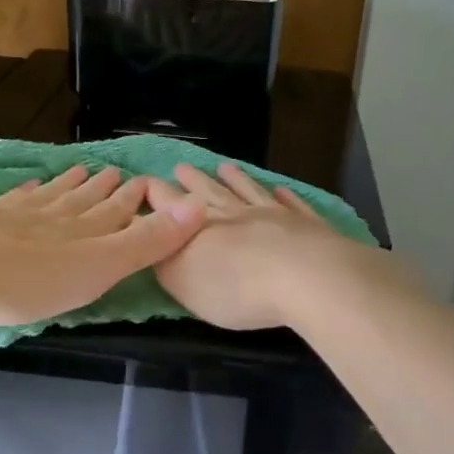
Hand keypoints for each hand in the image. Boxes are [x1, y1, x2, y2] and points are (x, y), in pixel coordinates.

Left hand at [0, 164, 204, 325]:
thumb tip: (197, 207)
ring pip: (53, 198)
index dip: (133, 200)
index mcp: (86, 233)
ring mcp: (17, 218)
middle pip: (86, 201)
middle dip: (105, 190)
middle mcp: (56, 218)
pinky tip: (27, 187)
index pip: (117, 212)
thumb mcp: (99, 267)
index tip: (145, 182)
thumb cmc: (30, 278)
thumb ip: (146, 241)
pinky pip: (13, 202)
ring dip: (70, 186)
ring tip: (83, 170)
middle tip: (117, 173)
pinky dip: (26, 194)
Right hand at [142, 163, 371, 329]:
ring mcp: (274, 215)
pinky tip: (281, 189)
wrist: (305, 277)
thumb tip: (155, 241)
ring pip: (249, 191)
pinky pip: (292, 205)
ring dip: (236, 179)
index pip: (171, 206)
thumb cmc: (236, 287)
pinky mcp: (307, 224)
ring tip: (225, 166)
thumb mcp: (185, 283)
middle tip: (181, 167)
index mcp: (201, 227)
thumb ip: (167, 261)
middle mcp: (235, 214)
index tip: (146, 181)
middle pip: (210, 192)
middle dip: (193, 181)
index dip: (157, 194)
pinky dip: (284, 196)